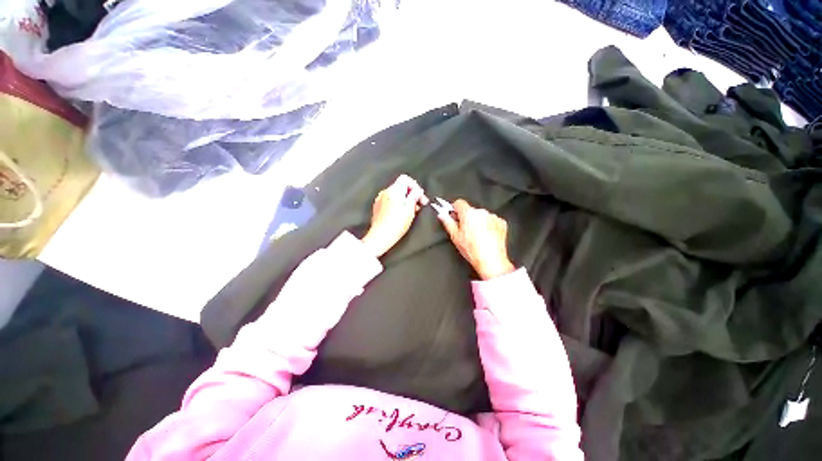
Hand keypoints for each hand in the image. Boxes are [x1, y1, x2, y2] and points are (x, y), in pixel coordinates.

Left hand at [361, 175, 428, 257]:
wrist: (380, 236)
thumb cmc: (396, 224)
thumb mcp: (410, 209)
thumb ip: (415, 197)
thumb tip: (418, 191)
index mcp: (394, 190)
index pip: (405, 179)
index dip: (415, 186)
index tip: (420, 197)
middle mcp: (385, 192)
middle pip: (401, 186)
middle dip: (411, 194)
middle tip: (419, 205)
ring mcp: (380, 199)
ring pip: (396, 194)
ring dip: (405, 200)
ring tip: (411, 211)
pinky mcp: (378, 207)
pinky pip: (390, 200)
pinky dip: (397, 204)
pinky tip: (401, 214)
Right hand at [437, 199, 514, 279]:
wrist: (491, 261)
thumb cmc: (472, 250)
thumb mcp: (455, 236)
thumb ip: (447, 222)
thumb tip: (442, 215)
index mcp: (469, 213)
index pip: (459, 203)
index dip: (454, 209)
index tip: (453, 216)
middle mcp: (481, 212)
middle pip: (470, 210)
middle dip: (466, 218)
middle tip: (464, 231)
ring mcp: (493, 217)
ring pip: (480, 215)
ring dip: (477, 222)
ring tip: (476, 236)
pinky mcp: (501, 223)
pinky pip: (491, 220)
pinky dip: (488, 226)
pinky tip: (485, 237)